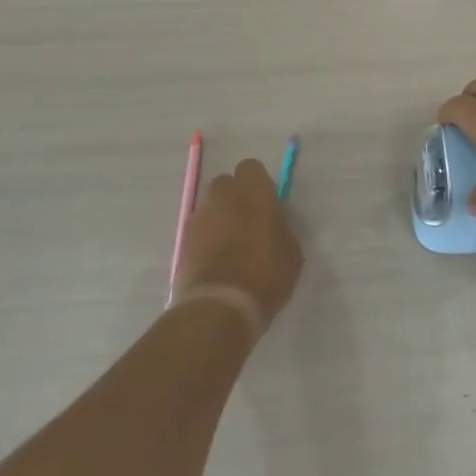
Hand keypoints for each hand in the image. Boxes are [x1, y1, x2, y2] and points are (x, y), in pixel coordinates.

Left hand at [173, 159, 302, 332]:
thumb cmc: (265, 275)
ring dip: (220, 217)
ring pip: (210, 206)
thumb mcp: (292, 252)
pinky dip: (206, 238)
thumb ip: (282, 228)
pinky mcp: (183, 240)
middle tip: (249, 223)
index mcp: (253, 191)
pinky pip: (199, 229)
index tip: (267, 205)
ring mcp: (199, 217)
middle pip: (226, 184)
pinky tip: (216, 261)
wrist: (219, 307)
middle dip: (236, 198)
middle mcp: (222, 196)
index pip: (251, 168)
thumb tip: (273, 223)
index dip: (258, 184)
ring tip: (231, 245)